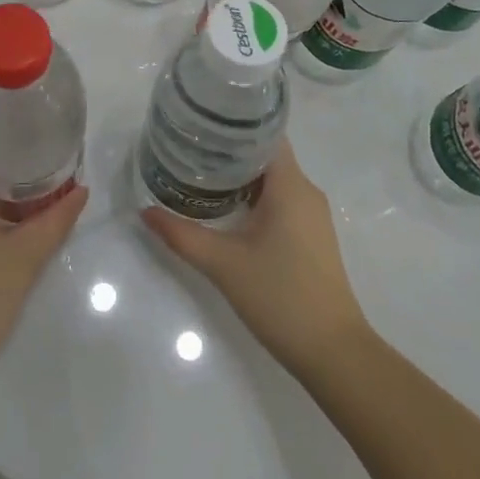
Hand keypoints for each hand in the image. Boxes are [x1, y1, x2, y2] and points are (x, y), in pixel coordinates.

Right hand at [142, 143, 370, 380]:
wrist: (334, 353)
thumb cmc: (281, 296)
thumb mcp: (223, 264)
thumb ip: (182, 235)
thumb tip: (145, 212)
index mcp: (290, 185)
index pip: (265, 134)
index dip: (234, 125)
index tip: (201, 126)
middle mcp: (305, 192)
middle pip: (266, 155)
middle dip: (229, 151)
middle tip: (189, 150)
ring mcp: (312, 216)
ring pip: (273, 180)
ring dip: (240, 177)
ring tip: (200, 175)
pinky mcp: (311, 238)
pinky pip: (281, 201)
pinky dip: (253, 197)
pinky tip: (226, 210)